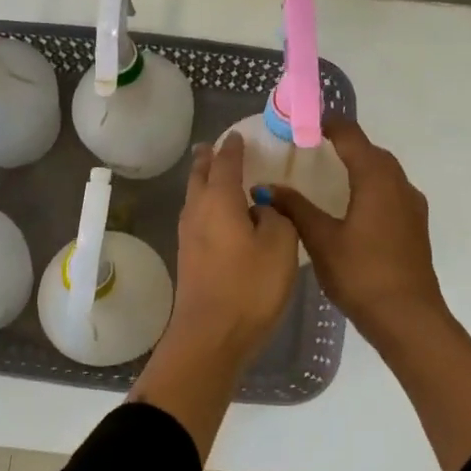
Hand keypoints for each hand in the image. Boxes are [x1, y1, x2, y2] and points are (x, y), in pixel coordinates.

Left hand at [163, 133, 299, 369]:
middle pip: (200, 176)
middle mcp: (198, 212)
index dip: (233, 148)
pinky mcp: (189, 258)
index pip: (226, 163)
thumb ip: (276, 217)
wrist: (211, 336)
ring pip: (194, 197)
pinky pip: (197, 217)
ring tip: (213, 173)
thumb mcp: (280, 246)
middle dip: (208, 159)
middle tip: (214, 146)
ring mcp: (189, 236)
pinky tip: (217, 214)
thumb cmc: (250, 286)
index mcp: (220, 200)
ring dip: (203, 180)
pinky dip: (206, 204)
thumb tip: (261, 208)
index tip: (237, 135)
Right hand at [270, 118, 447, 346]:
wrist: (408, 318)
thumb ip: (295, 208)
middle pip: (371, 151)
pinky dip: (370, 186)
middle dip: (344, 143)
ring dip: (360, 164)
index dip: (328, 124)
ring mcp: (411, 205)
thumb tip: (266, 188)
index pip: (351, 136)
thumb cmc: (361, 273)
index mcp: (376, 179)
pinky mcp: (415, 225)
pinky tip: (352, 205)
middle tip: (311, 146)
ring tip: (329, 172)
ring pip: (384, 172)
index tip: (304, 123)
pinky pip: (390, 191)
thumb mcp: (321, 239)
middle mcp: (399, 184)